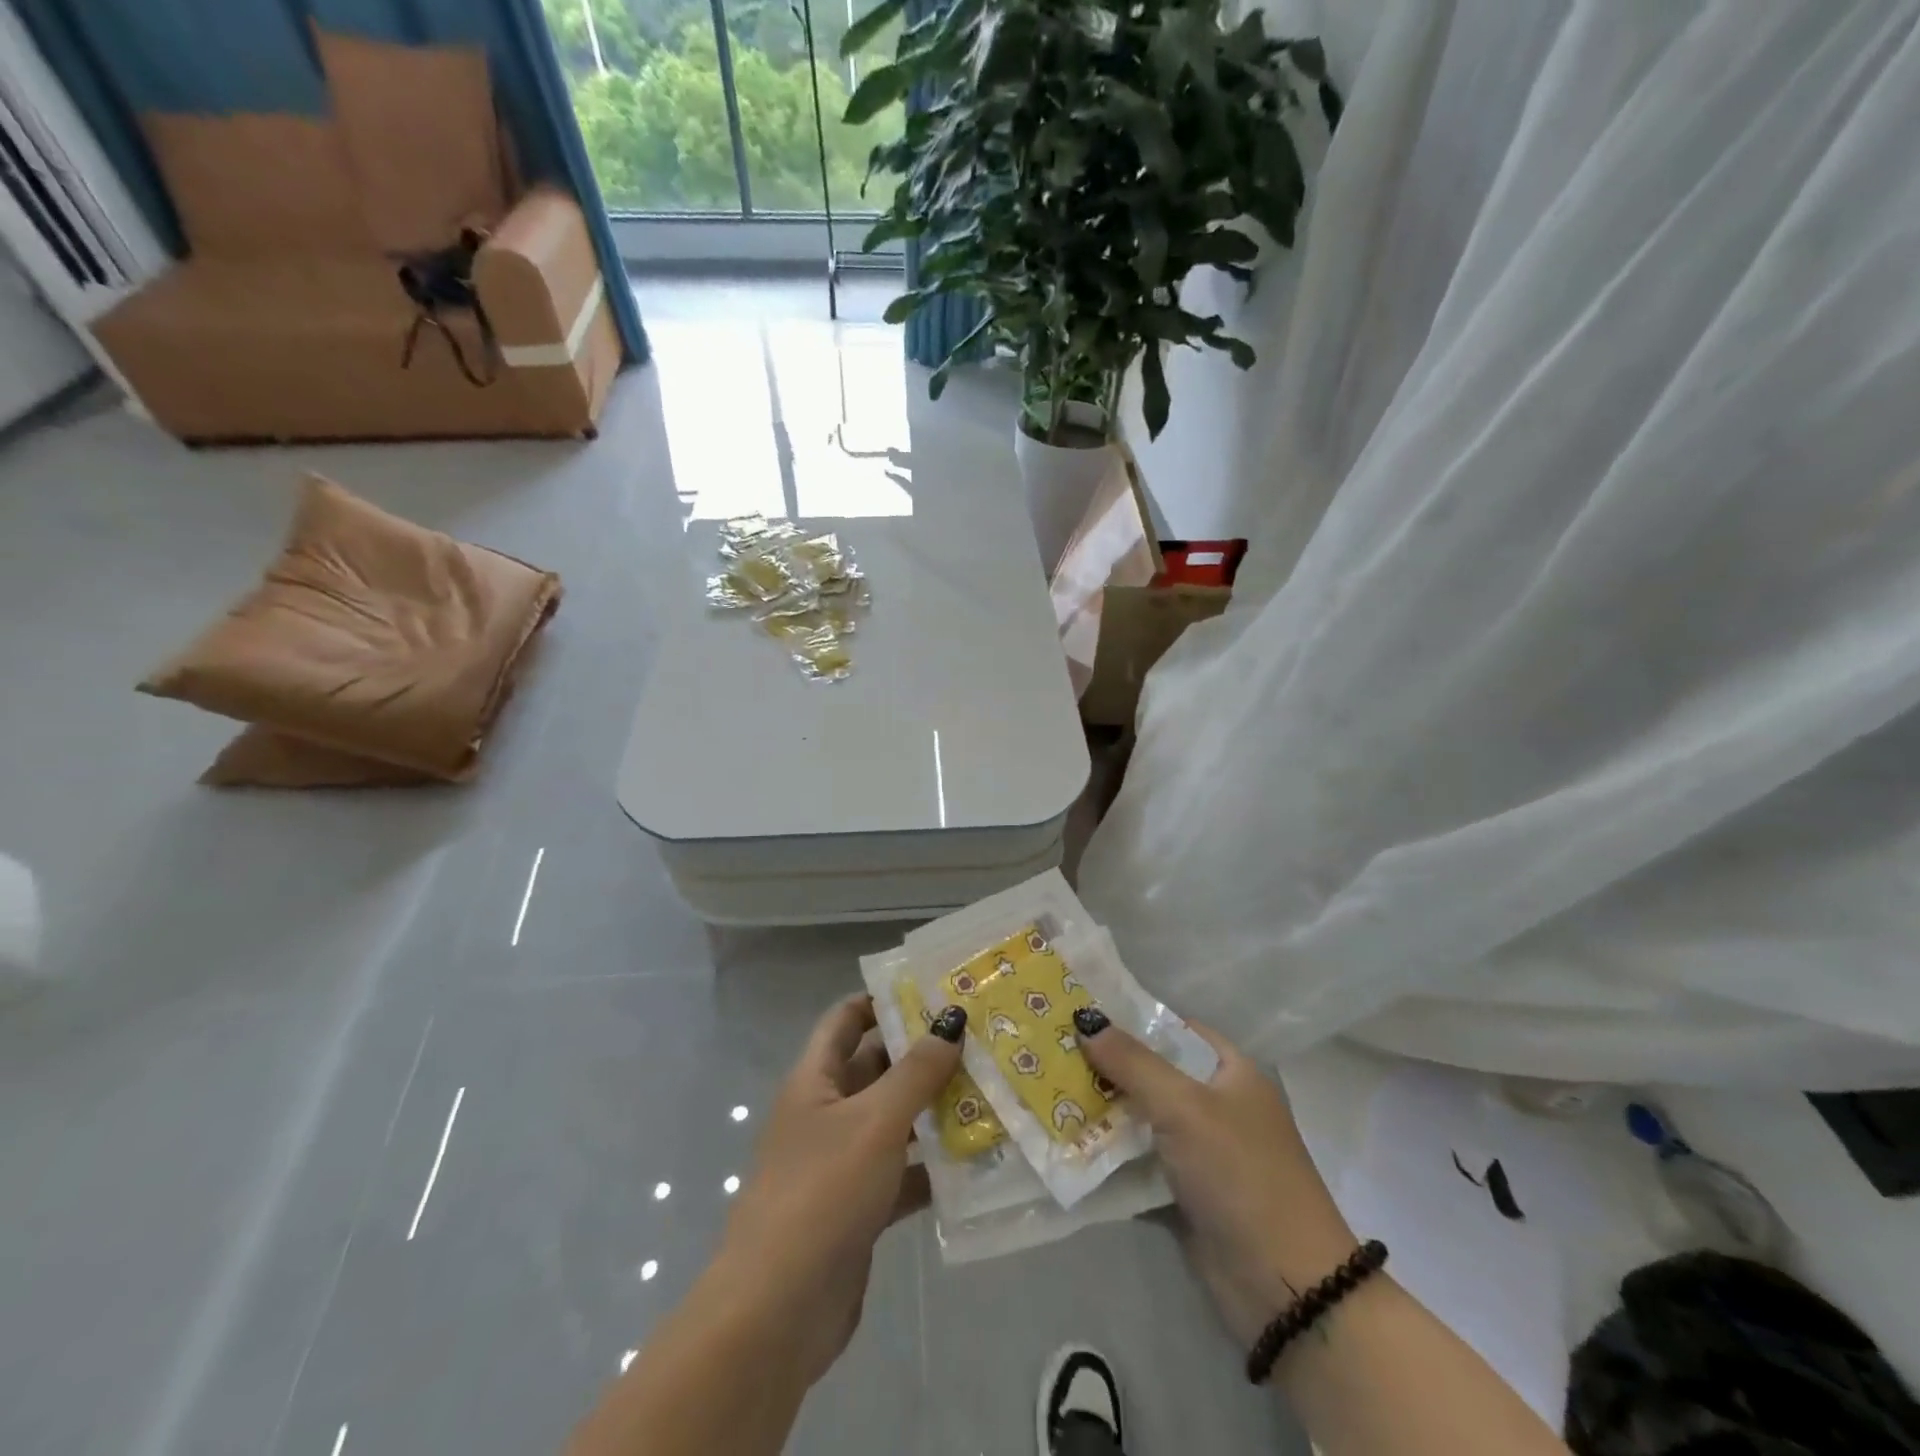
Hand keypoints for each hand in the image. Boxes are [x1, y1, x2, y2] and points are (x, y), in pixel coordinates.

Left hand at [712, 993, 963, 1387]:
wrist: (779, 1310)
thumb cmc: (823, 1191)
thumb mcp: (875, 1120)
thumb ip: (916, 1071)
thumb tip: (951, 1018)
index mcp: (815, 1080)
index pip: (846, 1020)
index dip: (882, 1001)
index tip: (933, 991)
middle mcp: (825, 1114)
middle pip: (876, 1068)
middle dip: (922, 1055)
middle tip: (980, 1040)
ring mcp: (841, 1163)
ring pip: (893, 1122)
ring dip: (934, 1110)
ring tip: (991, 1091)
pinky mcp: (859, 1209)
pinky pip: (902, 1173)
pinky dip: (933, 1166)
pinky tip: (978, 1161)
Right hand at [1077, 1013, 1357, 1347]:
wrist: (1285, 1287)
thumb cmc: (1240, 1173)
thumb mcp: (1184, 1106)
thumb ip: (1132, 1062)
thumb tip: (1085, 1018)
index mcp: (1232, 1073)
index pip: (1176, 1029)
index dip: (1132, 1018)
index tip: (1080, 1011)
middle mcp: (1218, 1106)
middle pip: (1153, 1073)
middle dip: (1107, 1065)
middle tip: (1051, 1048)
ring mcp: (1202, 1152)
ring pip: (1142, 1118)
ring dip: (1102, 1109)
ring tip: (1047, 1087)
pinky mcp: (1185, 1193)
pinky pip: (1140, 1161)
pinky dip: (1109, 1153)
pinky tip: (1066, 1139)